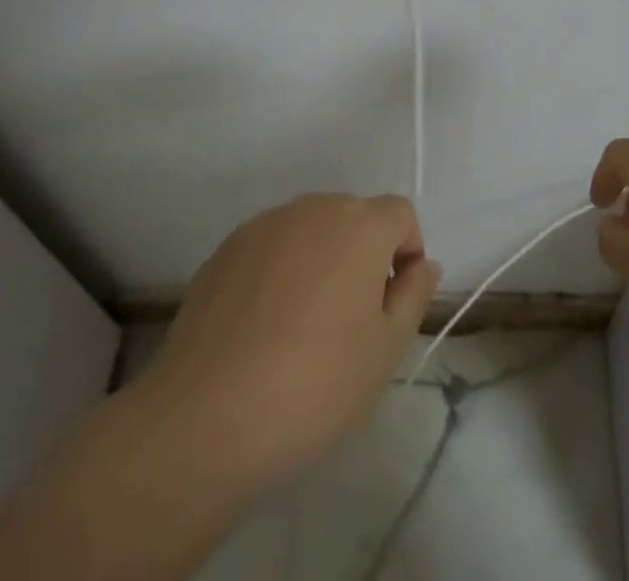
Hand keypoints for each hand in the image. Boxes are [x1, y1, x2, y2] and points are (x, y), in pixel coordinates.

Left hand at [129, 194, 441, 494]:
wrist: (205, 419)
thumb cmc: (314, 385)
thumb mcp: (385, 350)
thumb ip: (413, 296)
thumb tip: (423, 264)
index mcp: (360, 225)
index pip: (400, 214)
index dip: (407, 252)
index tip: (394, 302)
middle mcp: (314, 208)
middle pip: (353, 216)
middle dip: (363, 255)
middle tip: (352, 320)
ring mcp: (264, 225)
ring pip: (310, 230)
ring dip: (320, 260)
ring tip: (304, 325)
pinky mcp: (225, 248)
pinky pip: (270, 246)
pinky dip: (279, 270)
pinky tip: (263, 326)